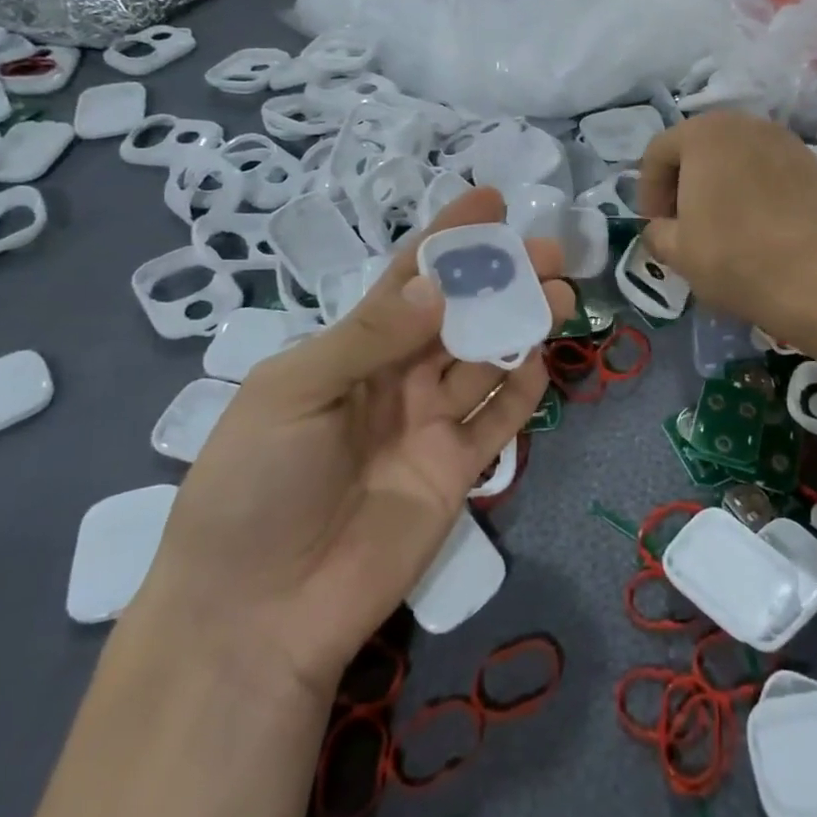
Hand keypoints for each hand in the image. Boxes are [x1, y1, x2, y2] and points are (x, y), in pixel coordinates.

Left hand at [132, 188, 573, 706]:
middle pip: (461, 315)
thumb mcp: (295, 393)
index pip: (408, 280)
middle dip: (503, 279)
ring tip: (562, 295)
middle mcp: (396, 379)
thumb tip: (441, 287)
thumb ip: (369, 338)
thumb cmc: (255, 486)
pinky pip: (500, 421)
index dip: (448, 238)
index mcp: (351, 350)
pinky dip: (524, 390)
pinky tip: (544, 359)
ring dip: (524, 325)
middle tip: (551, 253)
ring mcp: (430, 425)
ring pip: (488, 360)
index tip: (491, 201)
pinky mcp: (457, 471)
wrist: (256, 615)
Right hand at [638, 111, 816, 339]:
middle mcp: (744, 124)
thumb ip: (657, 231)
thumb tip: (661, 228)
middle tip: (684, 219)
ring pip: (739, 154)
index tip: (654, 223)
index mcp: (702, 134)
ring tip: (724, 220)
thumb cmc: (732, 257)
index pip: (659, 152)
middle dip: (686, 179)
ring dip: (723, 180)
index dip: (648, 189)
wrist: (815, 278)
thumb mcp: (677, 251)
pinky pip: (771, 168)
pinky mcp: (815, 163)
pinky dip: (758, 187)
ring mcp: (785, 140)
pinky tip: (761, 222)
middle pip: (700, 145)